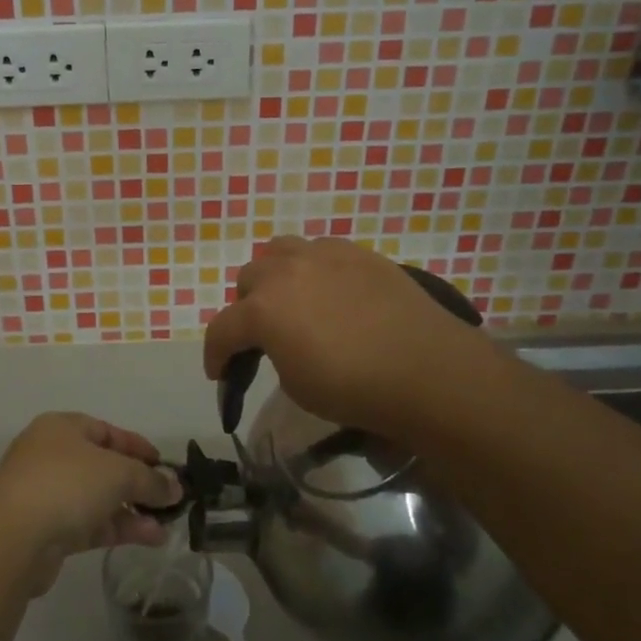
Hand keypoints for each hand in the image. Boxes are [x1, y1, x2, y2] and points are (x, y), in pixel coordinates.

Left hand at [0, 413, 180, 593]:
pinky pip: (90, 524)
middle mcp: (52, 456)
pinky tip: (149, 538)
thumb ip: (150, 479)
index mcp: (62, 428)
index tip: (165, 466)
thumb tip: (175, 487)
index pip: (107, 431)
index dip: (138, 447)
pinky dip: (118, 528)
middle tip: (170, 500)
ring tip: (167, 527)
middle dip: (138, 484)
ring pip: (98, 499)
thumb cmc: (67, 483)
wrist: (12, 538)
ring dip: (132, 511)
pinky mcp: (47, 531)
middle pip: (104, 467)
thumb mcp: (119, 473)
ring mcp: (47, 495)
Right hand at [202, 237, 497, 437]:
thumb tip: (281, 341)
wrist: (426, 370)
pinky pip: (321, 251)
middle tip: (264, 335)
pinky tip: (332, 291)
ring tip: (294, 300)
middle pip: (247, 280)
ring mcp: (323, 255)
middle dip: (247, 309)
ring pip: (280, 252)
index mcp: (262, 309)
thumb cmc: (354, 388)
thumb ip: (274, 352)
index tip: (219, 374)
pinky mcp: (358, 253)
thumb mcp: (295, 384)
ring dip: (276, 276)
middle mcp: (285, 272)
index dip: (215, 355)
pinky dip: (314, 269)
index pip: (222, 330)